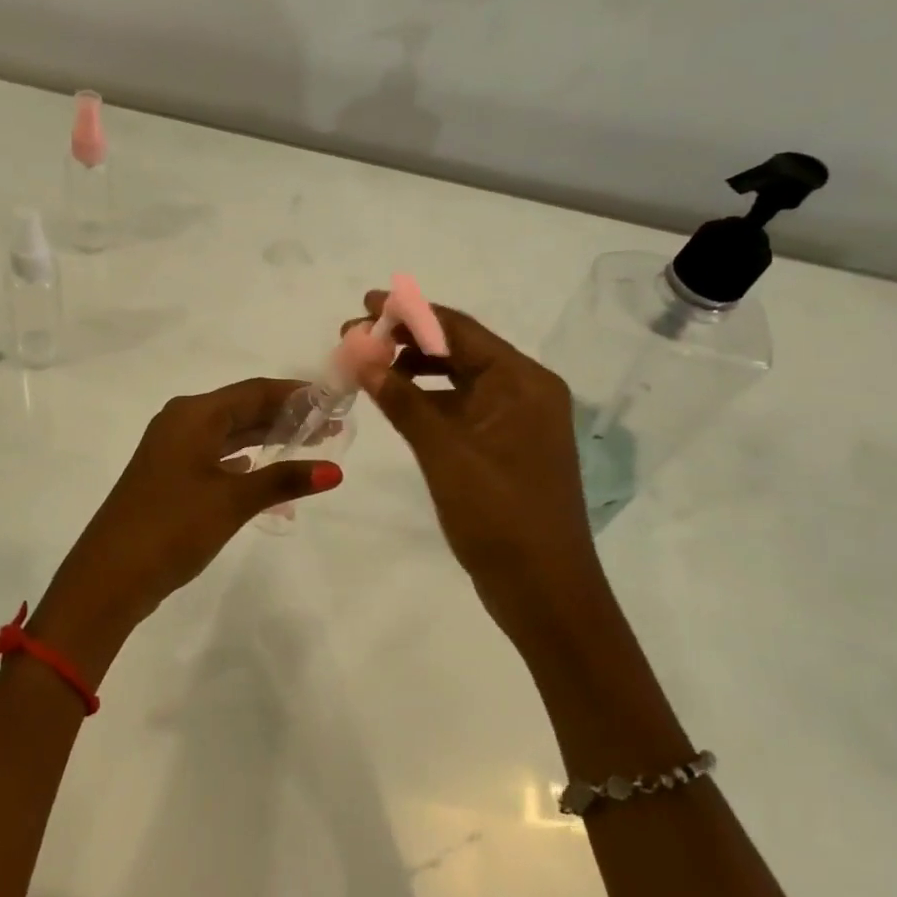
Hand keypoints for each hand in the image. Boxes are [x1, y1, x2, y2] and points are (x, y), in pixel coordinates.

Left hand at [32, 379, 341, 674]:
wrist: (110, 576)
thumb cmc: (173, 526)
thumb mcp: (233, 500)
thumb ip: (284, 480)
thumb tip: (334, 471)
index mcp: (193, 415)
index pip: (254, 391)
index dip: (295, 394)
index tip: (333, 401)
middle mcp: (181, 423)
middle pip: (242, 409)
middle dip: (285, 416)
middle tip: (331, 426)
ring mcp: (172, 451)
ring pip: (229, 434)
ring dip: (266, 438)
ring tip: (309, 445)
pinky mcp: (169, 478)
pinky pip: (215, 456)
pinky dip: (243, 460)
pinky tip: (262, 469)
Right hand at [346, 291, 609, 650]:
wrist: (544, 592)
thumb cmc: (499, 516)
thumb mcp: (445, 452)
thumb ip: (402, 399)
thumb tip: (359, 352)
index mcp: (523, 382)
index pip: (460, 330)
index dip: (410, 312)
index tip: (364, 304)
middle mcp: (524, 392)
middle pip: (458, 350)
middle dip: (406, 340)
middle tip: (352, 337)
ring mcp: (515, 422)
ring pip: (457, 380)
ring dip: (412, 370)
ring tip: (364, 364)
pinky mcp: (503, 448)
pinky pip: (460, 409)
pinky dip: (426, 400)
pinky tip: (392, 399)